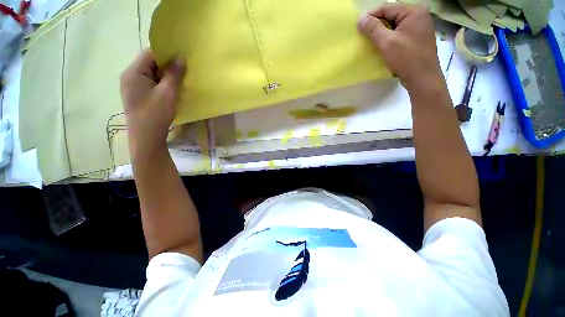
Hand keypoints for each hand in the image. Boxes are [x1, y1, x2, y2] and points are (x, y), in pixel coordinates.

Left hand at [120, 49, 185, 157]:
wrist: (146, 138)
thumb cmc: (156, 114)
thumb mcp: (168, 93)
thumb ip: (174, 74)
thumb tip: (181, 58)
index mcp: (133, 72)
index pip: (149, 53)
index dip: (166, 54)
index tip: (181, 60)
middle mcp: (129, 76)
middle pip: (149, 63)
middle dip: (166, 67)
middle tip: (183, 73)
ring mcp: (132, 87)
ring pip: (150, 75)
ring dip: (165, 77)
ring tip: (178, 83)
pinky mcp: (137, 96)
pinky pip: (150, 84)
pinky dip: (161, 85)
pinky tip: (170, 92)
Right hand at [357, 4, 441, 91]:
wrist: (422, 78)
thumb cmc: (406, 58)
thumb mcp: (387, 42)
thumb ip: (373, 29)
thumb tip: (360, 18)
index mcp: (414, 11)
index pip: (387, 8)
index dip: (371, 16)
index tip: (359, 27)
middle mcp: (419, 15)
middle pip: (392, 15)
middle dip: (377, 25)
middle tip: (364, 36)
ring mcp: (420, 27)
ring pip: (395, 25)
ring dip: (383, 33)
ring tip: (372, 42)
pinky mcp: (417, 38)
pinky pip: (400, 33)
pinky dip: (390, 38)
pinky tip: (383, 46)